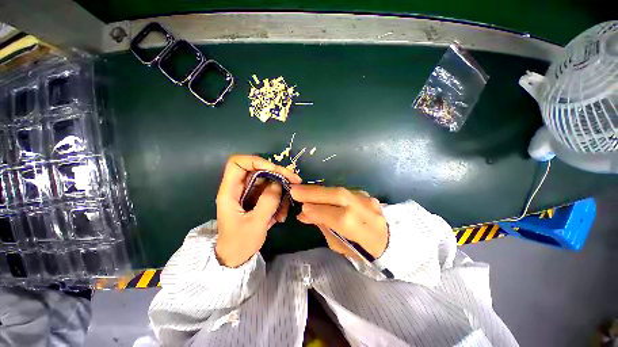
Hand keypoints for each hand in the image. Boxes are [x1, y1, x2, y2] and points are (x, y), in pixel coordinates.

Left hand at [215, 155, 301, 267]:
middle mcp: (239, 189)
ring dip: (280, 191)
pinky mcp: (256, 200)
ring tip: (285, 209)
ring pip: (268, 182)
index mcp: (230, 192)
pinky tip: (281, 215)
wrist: (236, 258)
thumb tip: (278, 183)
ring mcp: (249, 194)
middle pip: (259, 170)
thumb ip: (268, 202)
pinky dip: (279, 201)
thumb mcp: (255, 223)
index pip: (238, 164)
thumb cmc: (240, 243)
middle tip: (295, 181)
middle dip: (278, 175)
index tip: (274, 170)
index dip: (256, 161)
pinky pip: (271, 193)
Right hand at [290, 185, 388, 257]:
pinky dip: (328, 192)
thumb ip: (323, 226)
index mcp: (361, 230)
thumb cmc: (361, 250)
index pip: (336, 216)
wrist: (388, 239)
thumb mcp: (340, 245)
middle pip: (338, 196)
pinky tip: (319, 194)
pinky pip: (343, 191)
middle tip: (295, 190)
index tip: (300, 208)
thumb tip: (304, 214)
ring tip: (303, 190)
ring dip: (319, 190)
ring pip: (339, 190)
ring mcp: (367, 199)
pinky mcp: (365, 194)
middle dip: (313, 192)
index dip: (316, 211)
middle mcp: (365, 210)